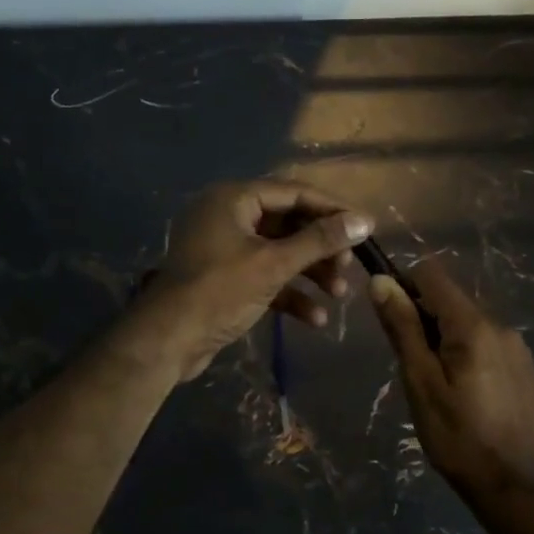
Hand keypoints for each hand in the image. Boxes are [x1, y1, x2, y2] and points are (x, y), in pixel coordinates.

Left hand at [137, 180, 372, 380]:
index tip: (365, 226)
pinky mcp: (226, 279)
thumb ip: (320, 241)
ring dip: (310, 273)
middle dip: (321, 248)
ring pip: (279, 252)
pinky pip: (265, 277)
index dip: (332, 209)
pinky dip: (290, 293)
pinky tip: (316, 318)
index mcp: (234, 199)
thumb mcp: (274, 264)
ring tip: (339, 294)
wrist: (168, 341)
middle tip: (348, 267)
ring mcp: (225, 249)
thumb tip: (364, 221)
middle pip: (288, 223)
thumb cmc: (220, 291)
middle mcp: (228, 216)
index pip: (293, 192)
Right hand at [367, 257, 533, 491]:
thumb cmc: (457, 436)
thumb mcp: (420, 382)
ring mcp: (516, 345)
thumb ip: (402, 328)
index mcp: (473, 325)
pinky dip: (467, 353)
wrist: (513, 484)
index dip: (404, 287)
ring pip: (468, 322)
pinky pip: (486, 342)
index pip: (431, 275)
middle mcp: (500, 324)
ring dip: (445, 339)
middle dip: (424, 320)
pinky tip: (465, 393)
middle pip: (450, 299)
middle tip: (414, 367)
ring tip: (438, 385)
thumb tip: (381, 281)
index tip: (392, 322)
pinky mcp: (524, 366)